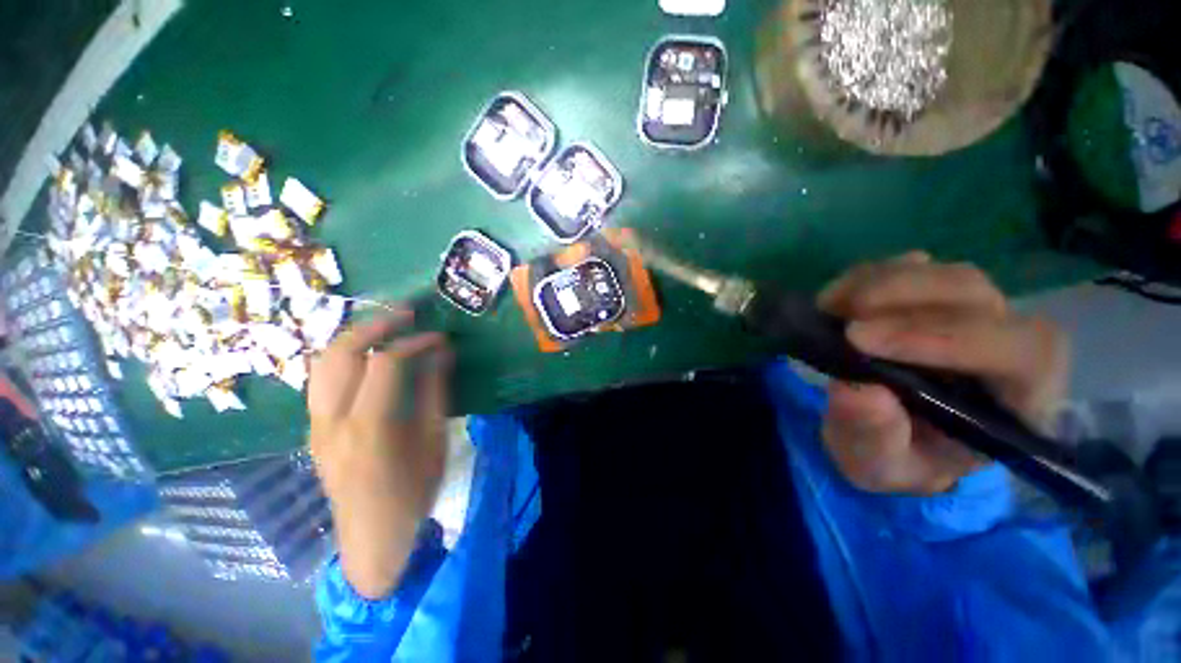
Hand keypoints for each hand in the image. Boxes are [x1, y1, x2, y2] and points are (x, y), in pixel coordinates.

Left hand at [308, 310, 451, 598]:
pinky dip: (344, 357)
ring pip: (323, 363)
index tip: (439, 336)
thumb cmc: (412, 493)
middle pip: (341, 353)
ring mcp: (314, 424)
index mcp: (368, 428)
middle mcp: (331, 420)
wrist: (371, 537)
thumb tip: (442, 352)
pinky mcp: (312, 429)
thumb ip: (435, 392)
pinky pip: (322, 379)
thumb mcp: (434, 441)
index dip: (414, 342)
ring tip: (384, 326)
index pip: (385, 363)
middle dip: (374, 325)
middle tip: (405, 313)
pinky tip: (367, 356)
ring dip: (354, 337)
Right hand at [816, 253, 1068, 494]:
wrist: (889, 435)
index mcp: (1017, 401)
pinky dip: (869, 275)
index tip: (864, 342)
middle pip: (978, 297)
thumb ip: (874, 438)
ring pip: (947, 275)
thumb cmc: (897, 458)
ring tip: (830, 308)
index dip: (949, 338)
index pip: (1018, 352)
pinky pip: (913, 268)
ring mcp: (972, 315)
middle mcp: (1007, 346)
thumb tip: (857, 390)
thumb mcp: (878, 467)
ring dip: (882, 284)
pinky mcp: (934, 297)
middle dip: (905, 302)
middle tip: (841, 322)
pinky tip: (838, 299)